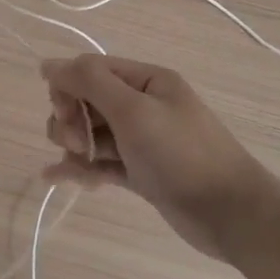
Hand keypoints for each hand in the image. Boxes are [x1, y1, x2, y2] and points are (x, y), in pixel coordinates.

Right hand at [41, 55, 273, 260]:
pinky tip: (56, 178)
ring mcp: (142, 140)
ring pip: (91, 133)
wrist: (231, 214)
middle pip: (87, 101)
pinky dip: (80, 168)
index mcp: (146, 80)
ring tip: (75, 167)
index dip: (68, 88)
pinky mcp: (141, 172)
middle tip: (75, 144)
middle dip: (70, 120)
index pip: (91, 69)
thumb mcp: (133, 110)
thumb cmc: (181, 154)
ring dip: (73, 146)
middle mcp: (143, 104)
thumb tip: (47, 64)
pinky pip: (101, 162)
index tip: (64, 114)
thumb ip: (89, 82)